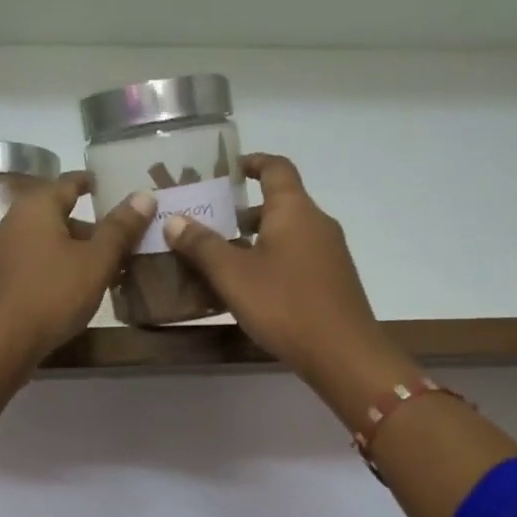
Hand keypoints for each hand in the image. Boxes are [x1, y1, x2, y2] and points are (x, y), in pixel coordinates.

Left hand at [0, 173, 155, 362]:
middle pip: (59, 213)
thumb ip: (120, 228)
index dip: (92, 183)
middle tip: (122, 239)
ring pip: (48, 240)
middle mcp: (15, 221)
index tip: (112, 187)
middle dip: (91, 225)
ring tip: (107, 268)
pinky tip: (77, 288)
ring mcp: (4, 251)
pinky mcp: (1, 279)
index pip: (69, 182)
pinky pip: (37, 261)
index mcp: (37, 207)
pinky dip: (59, 266)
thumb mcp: (96, 261)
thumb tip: (144, 195)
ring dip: (77, 249)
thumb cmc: (52, 294)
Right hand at [162, 154, 400, 385]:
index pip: (275, 167)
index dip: (252, 162)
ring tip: (223, 257)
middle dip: (244, 209)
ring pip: (288, 232)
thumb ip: (202, 245)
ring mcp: (330, 252)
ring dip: (257, 238)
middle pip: (281, 202)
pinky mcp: (333, 280)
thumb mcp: (232, 275)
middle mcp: (317, 222)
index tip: (227, 170)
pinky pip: (298, 256)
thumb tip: (174, 220)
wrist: (343, 353)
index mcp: (294, 210)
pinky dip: (273, 258)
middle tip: (211, 222)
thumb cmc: (284, 305)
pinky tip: (252, 287)